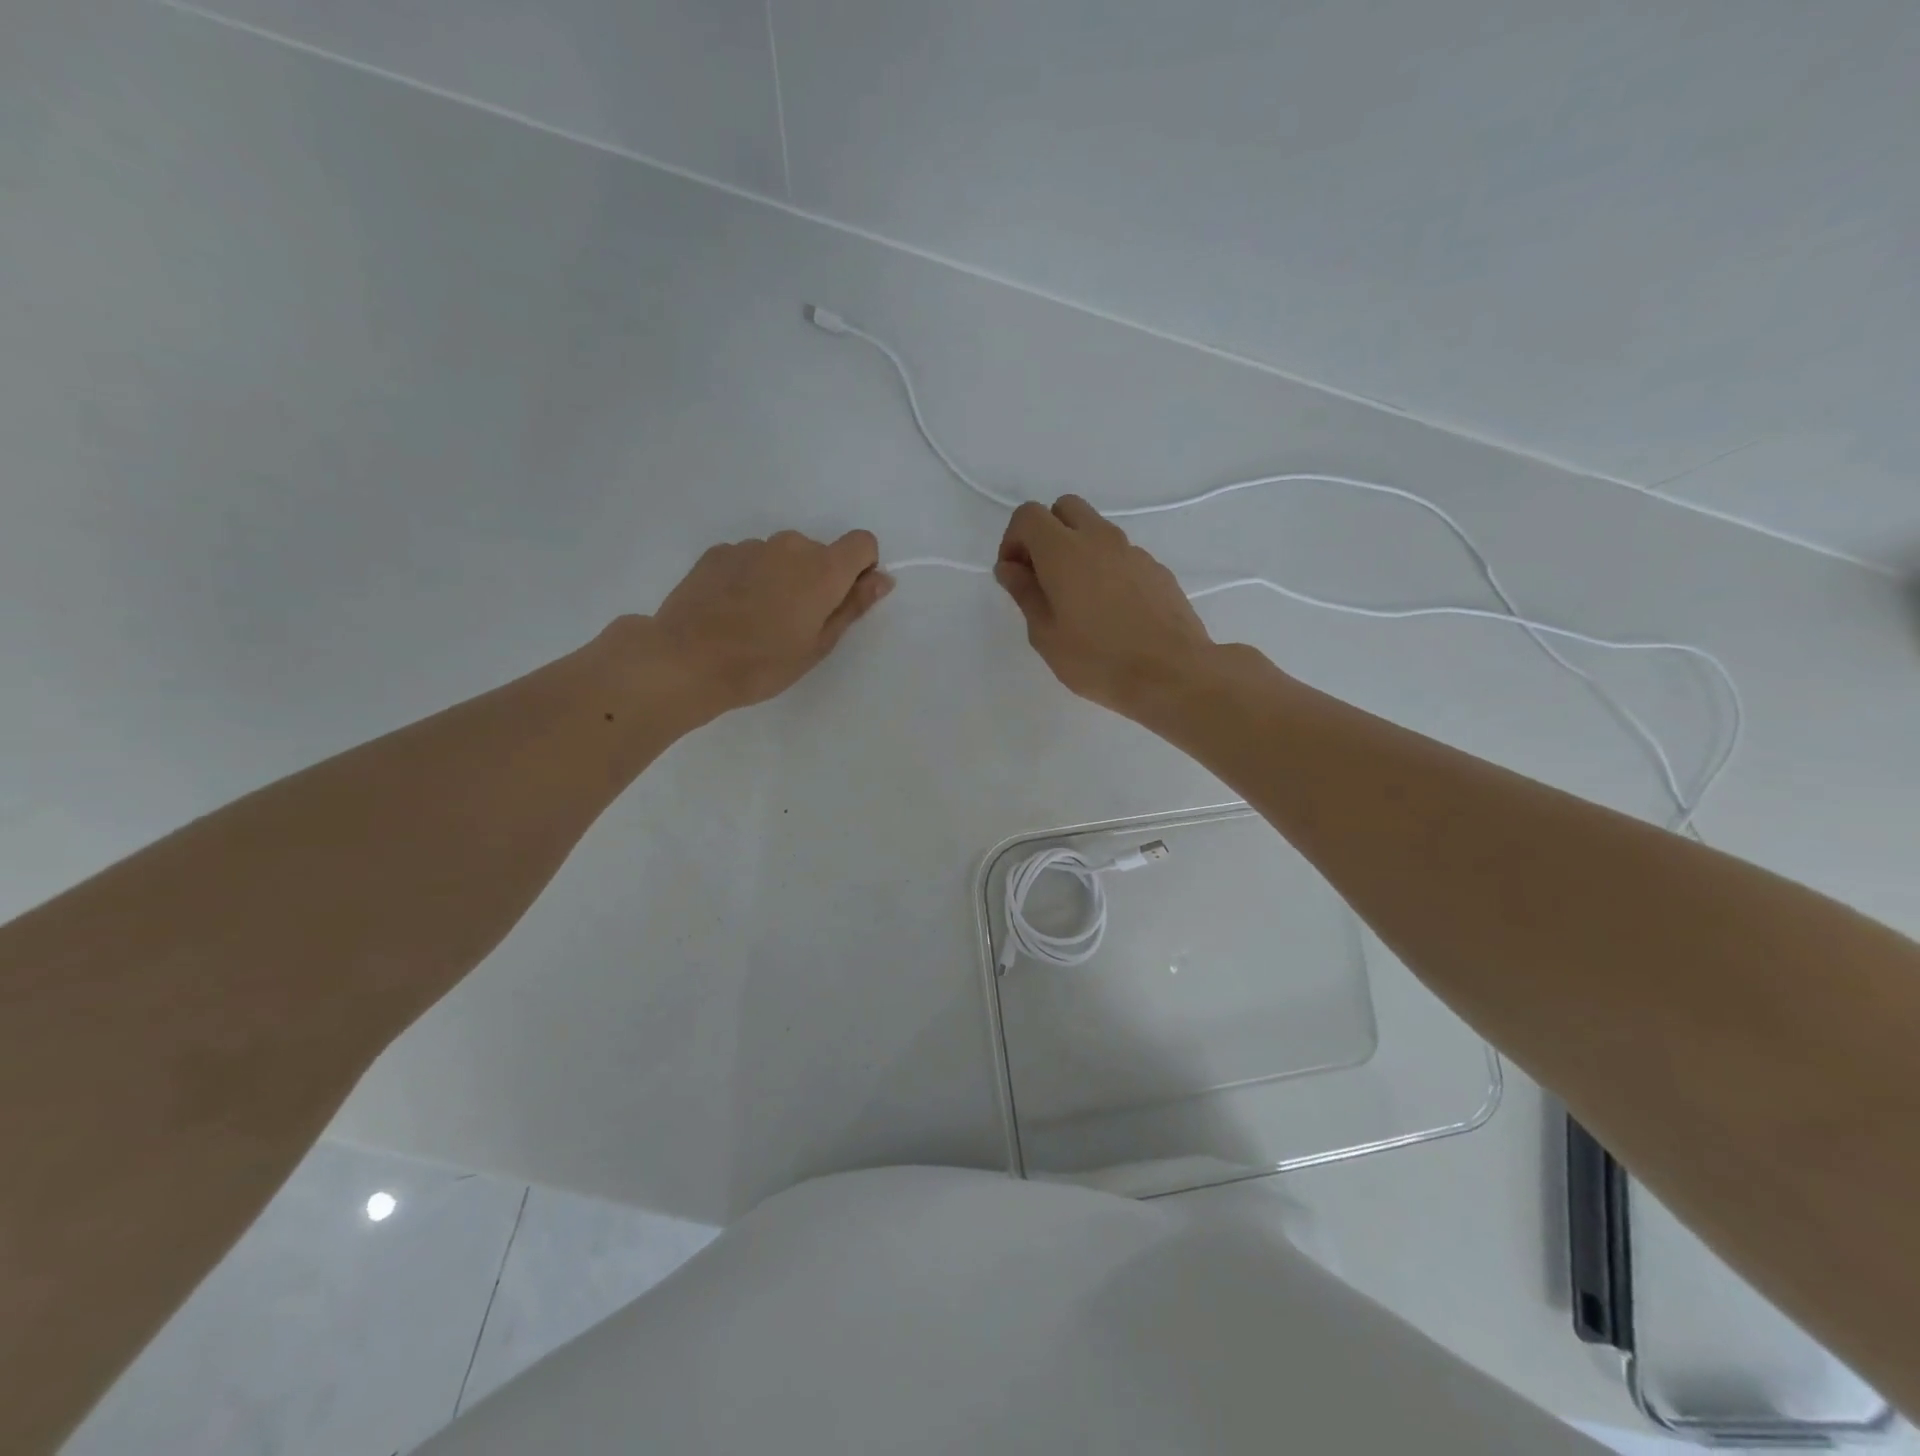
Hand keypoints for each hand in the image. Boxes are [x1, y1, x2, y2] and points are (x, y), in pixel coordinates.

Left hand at [648, 529, 891, 719]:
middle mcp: (790, 545)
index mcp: (823, 568)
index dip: (860, 569)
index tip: (843, 600)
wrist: (686, 661)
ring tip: (758, 620)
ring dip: (782, 578)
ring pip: (783, 556)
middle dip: (818, 579)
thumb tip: (882, 579)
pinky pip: (751, 559)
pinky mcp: (718, 552)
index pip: (862, 543)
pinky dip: (751, 578)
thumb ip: (853, 606)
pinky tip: (731, 611)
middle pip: (820, 552)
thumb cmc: (763, 663)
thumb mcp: (818, 644)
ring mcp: (750, 546)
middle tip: (796, 622)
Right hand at [994, 496, 1214, 717]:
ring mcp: (1132, 551)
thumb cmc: (1098, 660)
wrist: (1172, 674)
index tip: (1014, 576)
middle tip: (1042, 577)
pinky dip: (1105, 567)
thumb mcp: (1046, 636)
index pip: (1028, 515)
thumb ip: (1025, 594)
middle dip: (1046, 533)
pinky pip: (1120, 554)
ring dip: (1076, 550)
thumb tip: (1010, 568)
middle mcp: (1099, 539)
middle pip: (1064, 508)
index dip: (1013, 540)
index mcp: (1064, 551)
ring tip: (1076, 600)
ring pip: (1095, 530)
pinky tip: (1110, 611)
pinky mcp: (1156, 568)